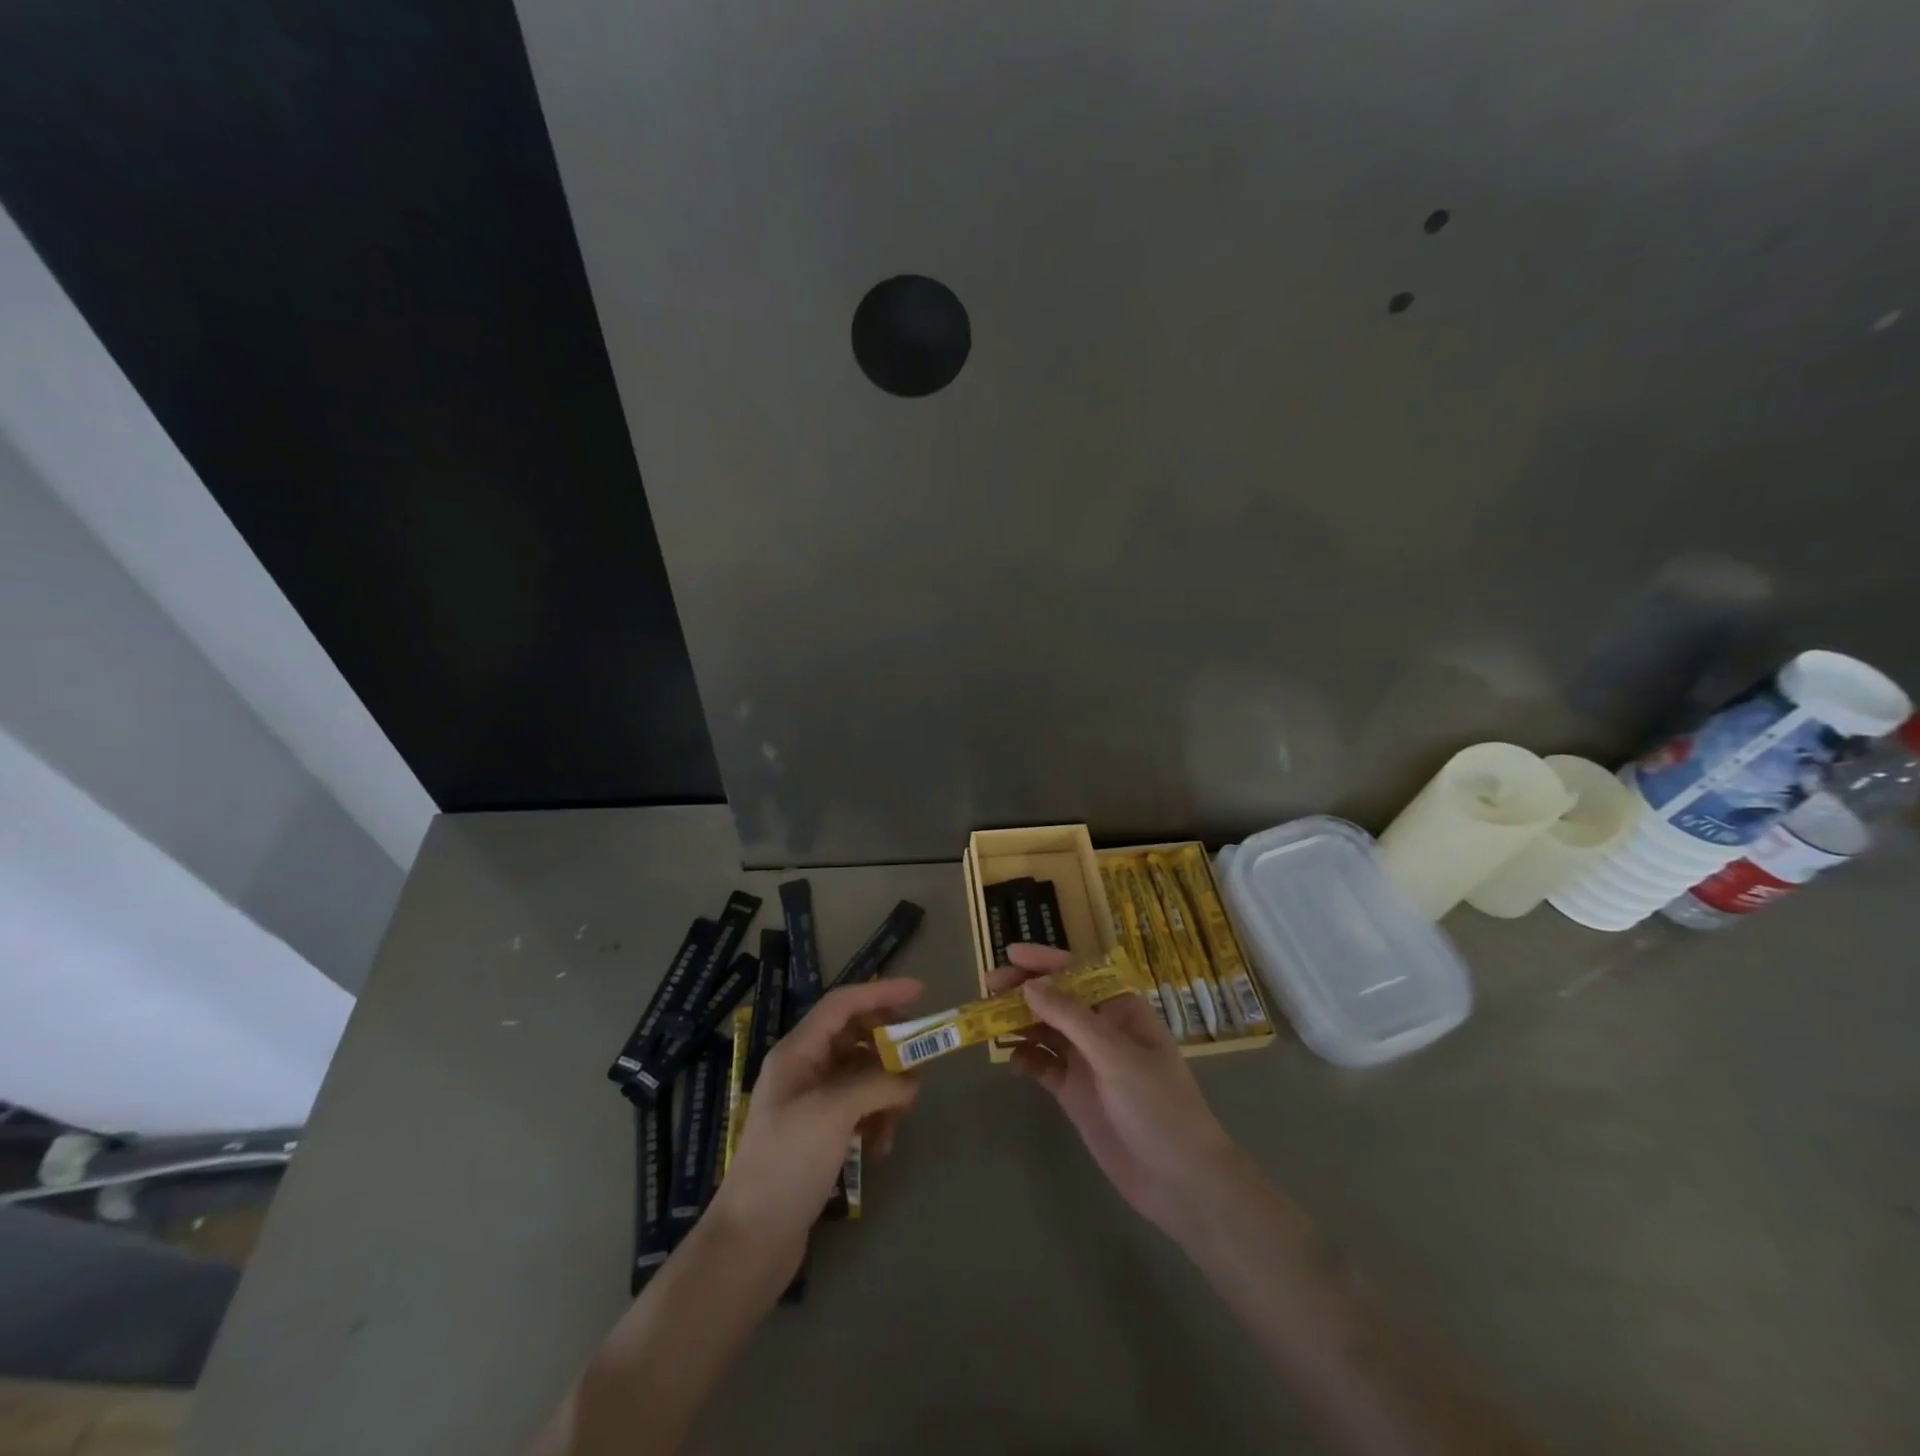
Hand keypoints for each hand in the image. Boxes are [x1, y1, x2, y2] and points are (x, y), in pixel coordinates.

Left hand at [711, 979, 923, 1267]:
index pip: (842, 1004)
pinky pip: (860, 1108)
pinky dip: (876, 1119)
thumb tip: (911, 1079)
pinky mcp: (821, 1133)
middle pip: (856, 1037)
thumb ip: (876, 1083)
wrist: (751, 1241)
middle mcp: (804, 1069)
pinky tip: (880, 1148)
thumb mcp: (833, 1112)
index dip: (881, 992)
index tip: (920, 991)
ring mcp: (812, 1102)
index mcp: (798, 1052)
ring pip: (863, 1074)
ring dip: (886, 1090)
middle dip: (889, 1047)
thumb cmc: (786, 1163)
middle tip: (919, 1060)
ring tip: (898, 1120)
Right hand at [988, 944, 1241, 1238]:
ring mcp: (1086, 1061)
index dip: (1045, 961)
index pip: (1078, 973)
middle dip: (1023, 990)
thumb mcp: (1116, 1056)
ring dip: (1019, 1023)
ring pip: (1045, 1031)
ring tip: (987, 1021)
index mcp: (1120, 1009)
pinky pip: (1043, 1066)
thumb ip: (1071, 1018)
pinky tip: (1011, 1061)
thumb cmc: (1158, 1106)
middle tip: (988, 987)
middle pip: (1056, 999)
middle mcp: (1101, 1029)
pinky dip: (1026, 1060)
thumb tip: (1029, 986)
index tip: (1010, 954)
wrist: (1179, 1180)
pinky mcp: (1075, 1093)